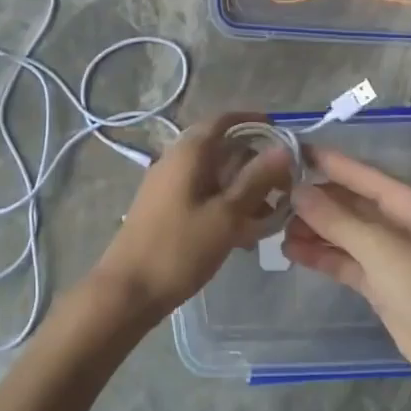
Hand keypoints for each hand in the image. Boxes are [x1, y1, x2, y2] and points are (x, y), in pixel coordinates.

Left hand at [88, 114, 293, 322]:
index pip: (224, 120)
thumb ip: (256, 180)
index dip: (254, 122)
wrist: (128, 290)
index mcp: (189, 152)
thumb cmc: (179, 249)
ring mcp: (167, 185)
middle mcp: (175, 160)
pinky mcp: (165, 208)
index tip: (282, 136)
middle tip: (283, 189)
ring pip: (214, 176)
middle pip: (222, 148)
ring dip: (242, 190)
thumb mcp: (226, 215)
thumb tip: (283, 148)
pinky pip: (202, 195)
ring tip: (268, 218)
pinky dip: (225, 206)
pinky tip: (243, 235)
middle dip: (254, 164)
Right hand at [285, 150, 410, 403]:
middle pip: (345, 201)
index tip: (284, 150)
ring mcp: (387, 253)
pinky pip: (343, 259)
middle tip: (269, 199)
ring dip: (311, 228)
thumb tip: (296, 190)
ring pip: (341, 231)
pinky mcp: (380, 283)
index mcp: (404, 201)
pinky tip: (292, 252)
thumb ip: (335, 218)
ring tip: (274, 229)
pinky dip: (320, 254)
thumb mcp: (379, 247)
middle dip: (311, 199)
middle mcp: (395, 221)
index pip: (356, 171)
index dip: (322, 160)